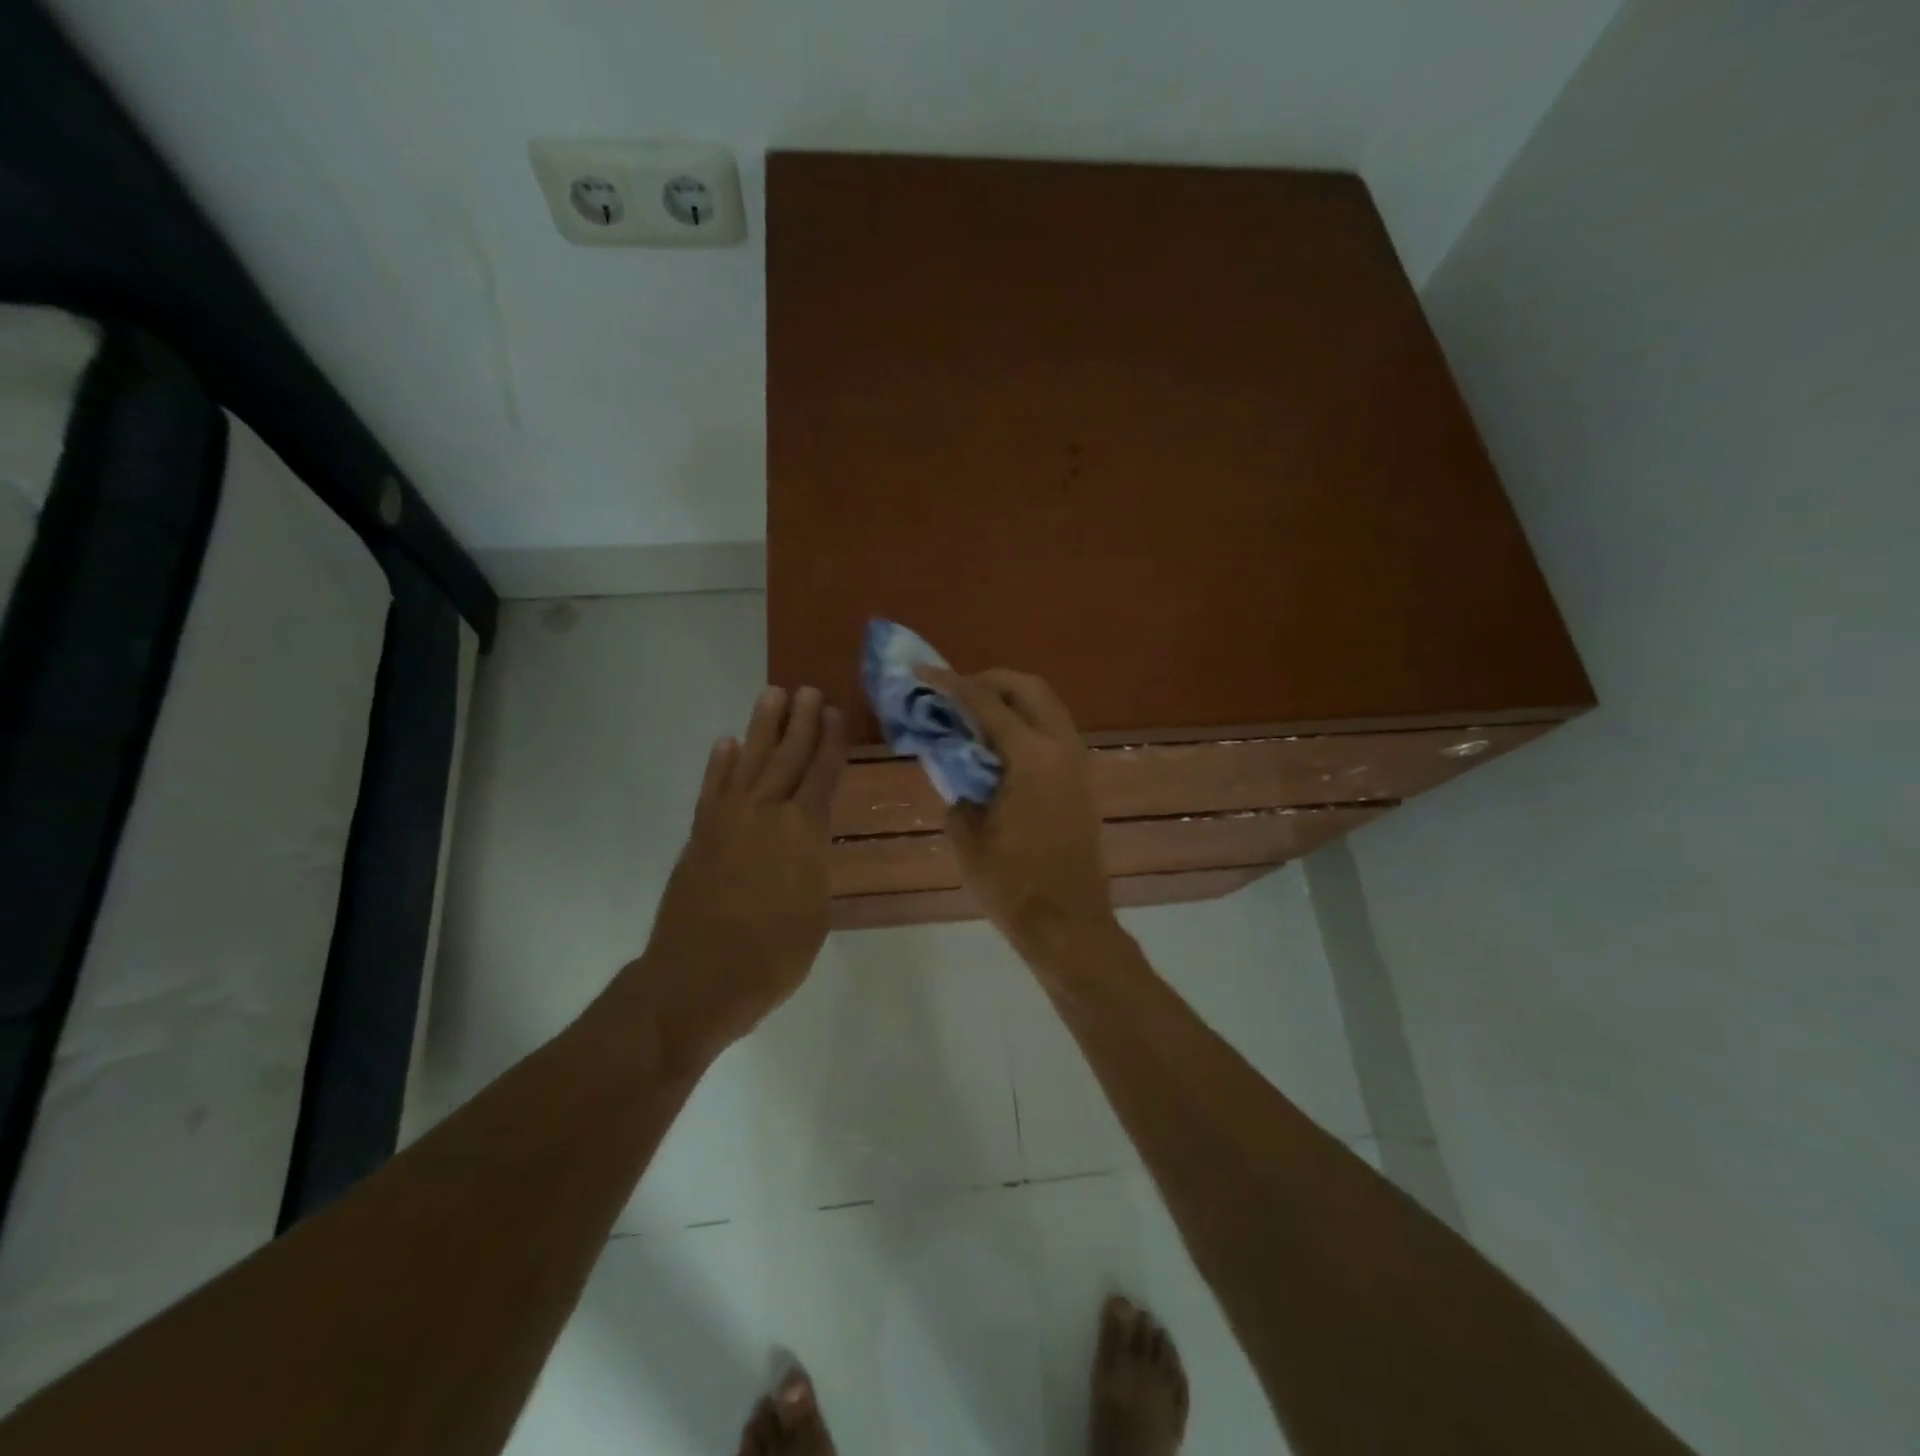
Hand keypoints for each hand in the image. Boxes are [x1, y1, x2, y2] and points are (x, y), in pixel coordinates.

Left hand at [634, 685, 845, 1054]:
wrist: (698, 978)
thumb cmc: (773, 955)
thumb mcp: (815, 912)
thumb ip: (813, 866)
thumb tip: (807, 844)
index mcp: (803, 831)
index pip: (822, 774)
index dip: (831, 742)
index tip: (835, 712)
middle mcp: (767, 813)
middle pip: (787, 756)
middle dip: (800, 721)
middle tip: (808, 690)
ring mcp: (728, 820)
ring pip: (749, 760)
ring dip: (762, 727)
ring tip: (772, 695)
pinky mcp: (700, 834)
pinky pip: (713, 787)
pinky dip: (720, 763)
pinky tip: (727, 744)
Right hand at [920, 667, 1116, 962]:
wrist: (1068, 923)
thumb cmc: (1012, 885)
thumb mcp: (966, 834)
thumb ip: (957, 785)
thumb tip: (955, 761)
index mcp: (1030, 757)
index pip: (985, 702)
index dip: (949, 684)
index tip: (921, 673)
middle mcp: (1061, 746)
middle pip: (1027, 687)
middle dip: (988, 680)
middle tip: (953, 692)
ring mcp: (1078, 760)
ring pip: (1047, 705)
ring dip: (1011, 698)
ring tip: (973, 714)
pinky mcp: (1082, 778)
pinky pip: (1054, 729)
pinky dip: (1026, 720)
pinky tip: (999, 743)